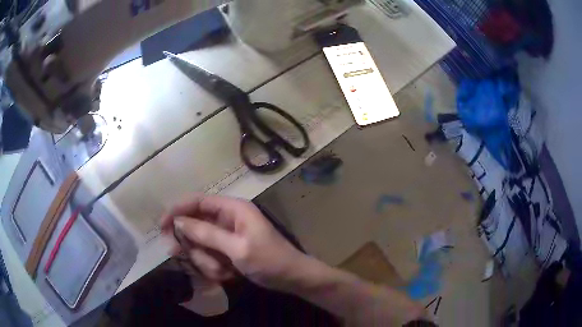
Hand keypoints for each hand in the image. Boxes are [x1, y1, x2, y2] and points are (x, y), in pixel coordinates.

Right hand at [161, 194, 306, 290]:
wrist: (292, 279)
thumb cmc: (269, 260)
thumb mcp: (238, 248)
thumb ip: (207, 234)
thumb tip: (179, 221)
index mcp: (232, 209)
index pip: (197, 202)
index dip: (177, 210)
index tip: (162, 226)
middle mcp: (227, 219)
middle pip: (195, 226)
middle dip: (192, 245)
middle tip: (184, 257)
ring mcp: (227, 237)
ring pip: (200, 245)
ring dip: (206, 261)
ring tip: (224, 272)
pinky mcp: (227, 251)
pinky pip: (209, 257)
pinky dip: (214, 268)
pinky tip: (229, 275)